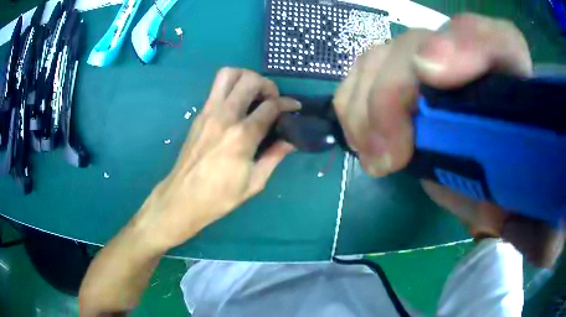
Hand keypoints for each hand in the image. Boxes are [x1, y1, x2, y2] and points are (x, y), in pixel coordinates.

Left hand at [135, 68, 299, 250]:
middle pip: (249, 80)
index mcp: (242, 136)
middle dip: (267, 84)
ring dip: (246, 77)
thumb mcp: (254, 182)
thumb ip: (274, 157)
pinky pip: (216, 88)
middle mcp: (225, 116)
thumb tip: (291, 141)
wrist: (183, 197)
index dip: (287, 103)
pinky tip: (237, 106)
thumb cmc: (220, 196)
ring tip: (253, 94)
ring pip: (228, 74)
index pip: (271, 106)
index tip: (294, 106)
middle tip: (272, 99)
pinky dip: (231, 87)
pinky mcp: (199, 115)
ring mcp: (208, 112)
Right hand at [334, 14, 562, 266]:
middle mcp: (469, 54)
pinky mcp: (400, 75)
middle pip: (417, 43)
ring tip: (376, 158)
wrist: (490, 170)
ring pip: (381, 56)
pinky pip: (361, 73)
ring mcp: (430, 59)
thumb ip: (529, 214)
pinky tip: (365, 141)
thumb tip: (505, 217)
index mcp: (513, 76)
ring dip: (367, 107)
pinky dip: (353, 105)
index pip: (495, 38)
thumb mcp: (522, 204)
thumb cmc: (509, 187)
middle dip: (393, 94)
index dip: (463, 44)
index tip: (432, 73)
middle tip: (388, 158)